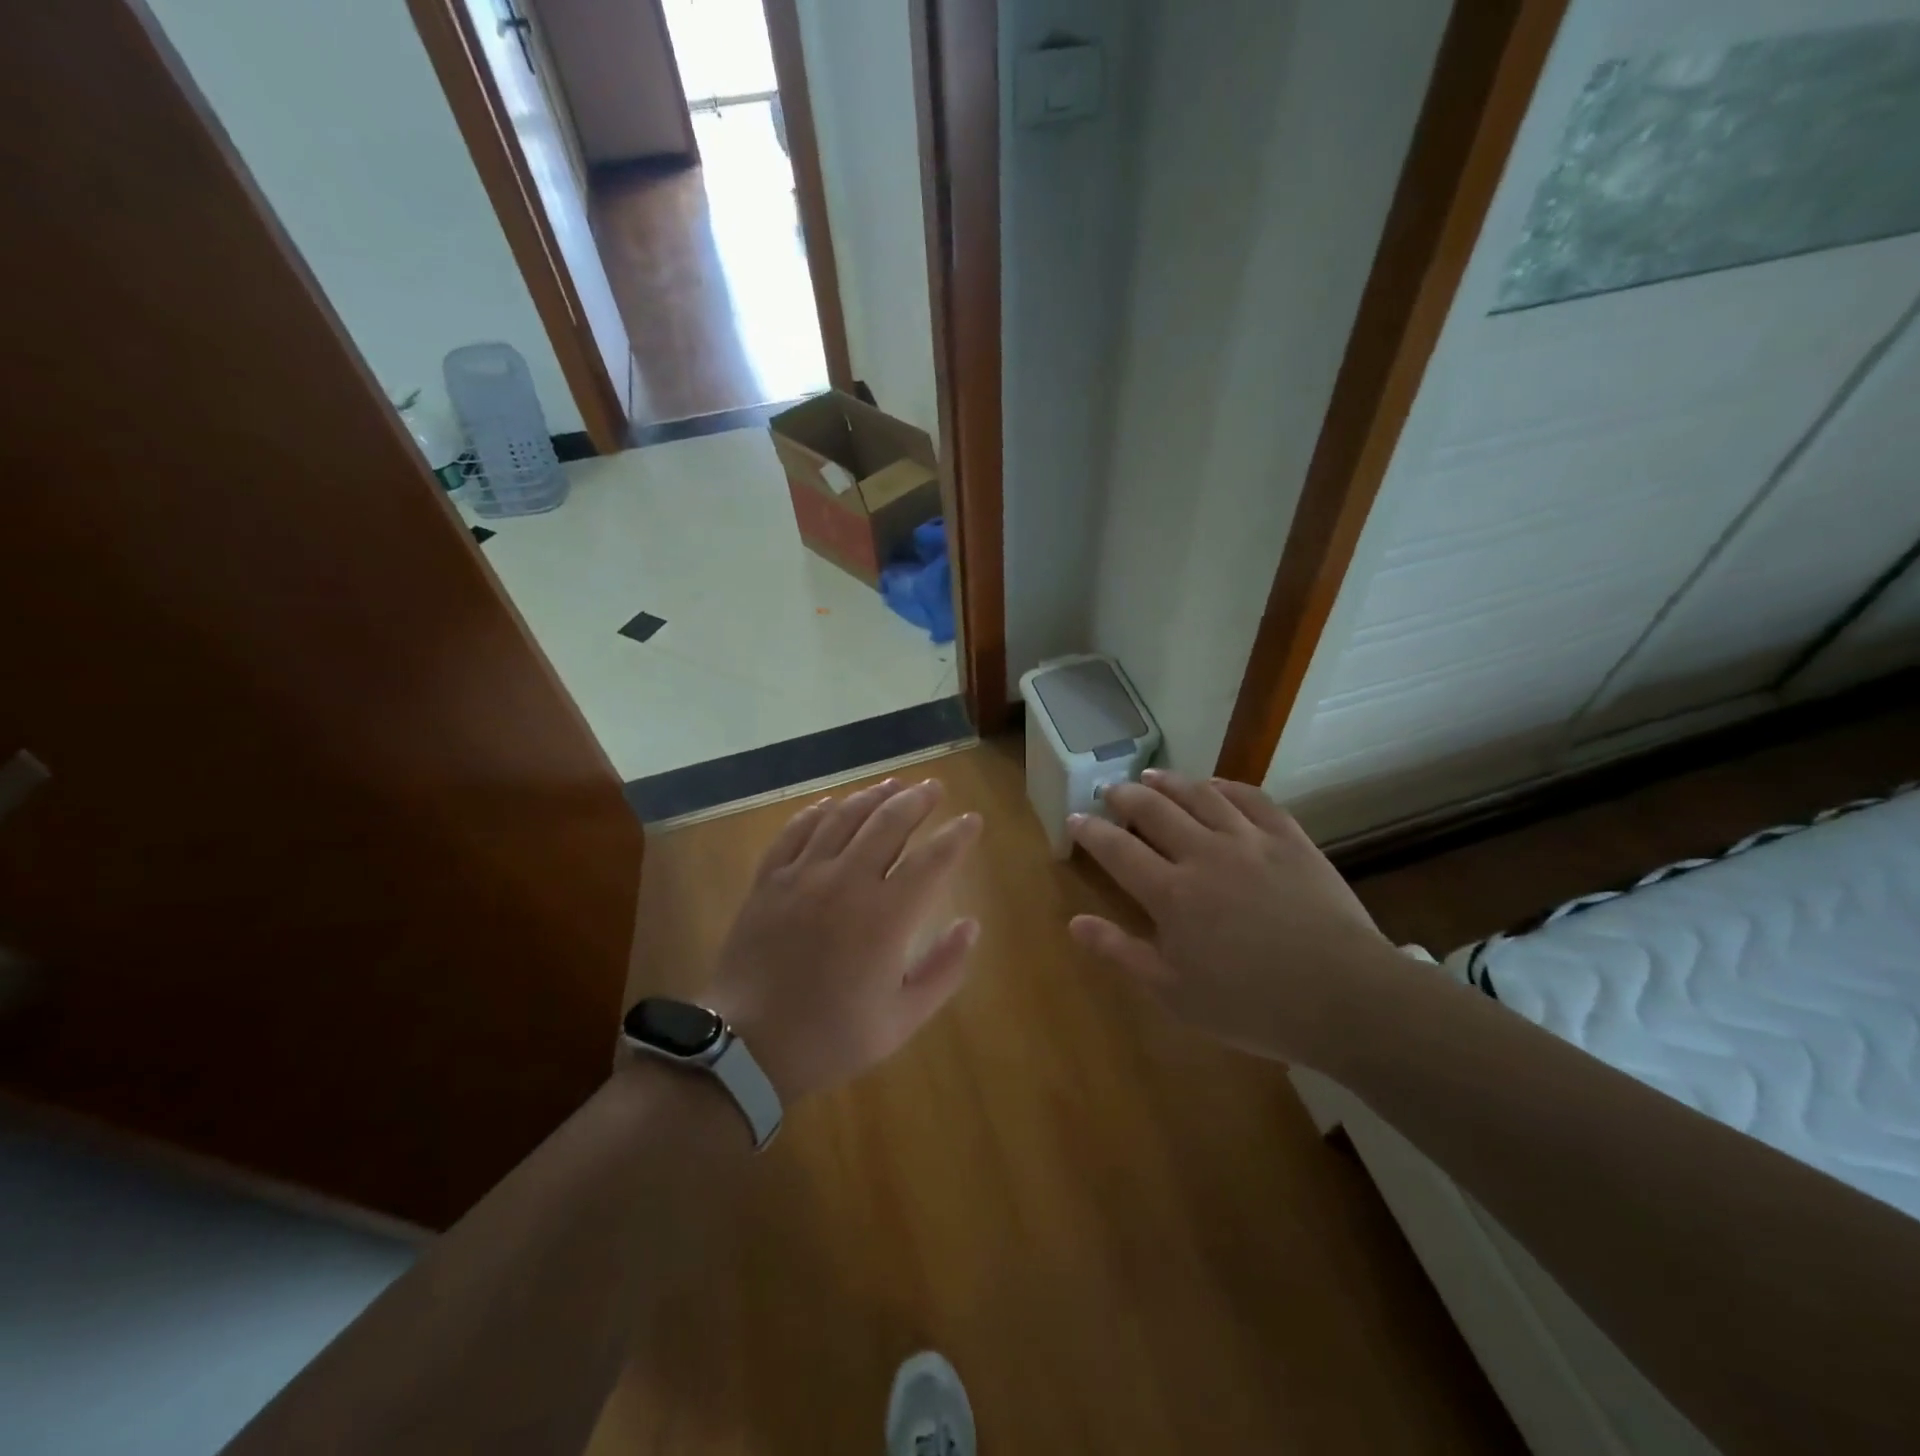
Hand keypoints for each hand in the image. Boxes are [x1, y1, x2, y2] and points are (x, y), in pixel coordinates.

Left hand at [704, 777, 982, 1101]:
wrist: (748, 1046)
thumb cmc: (832, 1036)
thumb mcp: (903, 1019)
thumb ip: (944, 969)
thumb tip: (971, 925)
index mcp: (886, 916)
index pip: (933, 860)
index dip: (957, 836)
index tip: (971, 820)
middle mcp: (847, 881)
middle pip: (888, 822)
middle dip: (916, 800)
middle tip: (933, 788)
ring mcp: (803, 875)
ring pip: (843, 817)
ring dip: (872, 796)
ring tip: (892, 784)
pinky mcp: (769, 880)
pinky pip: (796, 831)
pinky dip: (818, 812)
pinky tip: (831, 804)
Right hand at [1067, 769, 1398, 1067]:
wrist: (1343, 996)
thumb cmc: (1251, 1004)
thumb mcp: (1174, 992)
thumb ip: (1121, 952)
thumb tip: (1075, 922)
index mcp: (1171, 893)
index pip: (1117, 849)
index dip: (1091, 831)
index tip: (1075, 818)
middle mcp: (1204, 853)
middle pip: (1154, 810)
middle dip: (1125, 796)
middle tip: (1110, 790)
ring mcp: (1249, 840)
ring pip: (1200, 795)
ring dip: (1170, 781)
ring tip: (1151, 775)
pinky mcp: (1289, 838)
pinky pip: (1252, 798)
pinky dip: (1226, 785)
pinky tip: (1215, 784)